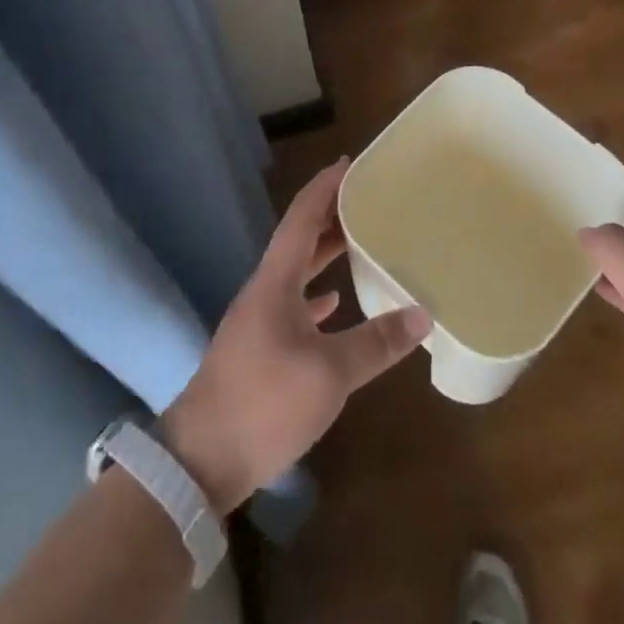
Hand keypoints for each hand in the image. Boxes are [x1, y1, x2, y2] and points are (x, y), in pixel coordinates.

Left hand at [158, 159, 431, 512]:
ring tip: (361, 242)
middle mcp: (265, 291)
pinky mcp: (259, 349)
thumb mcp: (328, 373)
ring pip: (297, 272)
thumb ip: (376, 342)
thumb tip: (423, 315)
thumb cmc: (263, 403)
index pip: (301, 217)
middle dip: (331, 215)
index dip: (324, 187)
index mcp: (276, 281)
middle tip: (368, 199)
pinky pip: (293, 306)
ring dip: (325, 254)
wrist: (201, 460)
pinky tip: (336, 304)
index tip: (350, 163)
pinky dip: (316, 296)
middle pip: (299, 239)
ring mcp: (258, 321)